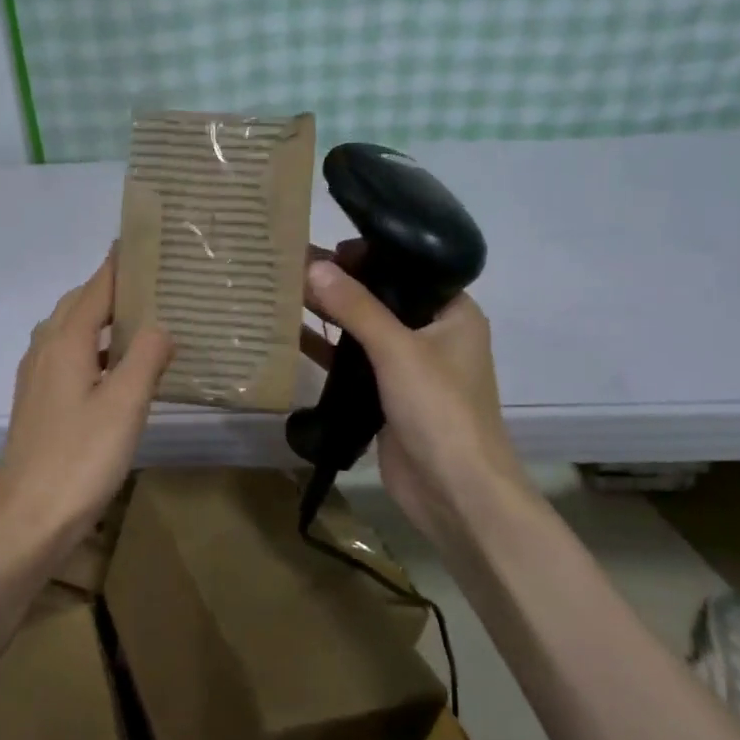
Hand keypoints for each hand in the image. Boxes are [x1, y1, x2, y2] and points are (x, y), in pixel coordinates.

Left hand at [0, 253, 172, 550]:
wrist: (26, 522)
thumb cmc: (79, 459)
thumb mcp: (125, 405)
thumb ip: (147, 358)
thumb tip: (162, 326)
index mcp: (65, 341)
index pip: (97, 286)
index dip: (120, 263)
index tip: (146, 241)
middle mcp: (45, 350)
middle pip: (80, 305)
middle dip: (114, 288)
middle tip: (156, 282)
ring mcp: (37, 379)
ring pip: (73, 333)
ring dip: (105, 321)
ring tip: (145, 320)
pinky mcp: (39, 405)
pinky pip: (70, 359)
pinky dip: (97, 351)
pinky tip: (120, 370)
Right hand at [303, 243, 534, 540]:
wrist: (455, 493)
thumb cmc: (440, 410)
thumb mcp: (398, 351)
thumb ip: (356, 308)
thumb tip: (313, 266)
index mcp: (453, 313)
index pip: (408, 268)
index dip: (368, 254)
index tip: (325, 245)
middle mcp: (433, 334)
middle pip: (382, 298)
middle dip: (340, 284)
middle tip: (292, 265)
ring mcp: (409, 368)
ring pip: (364, 331)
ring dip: (330, 316)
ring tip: (284, 292)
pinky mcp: (386, 396)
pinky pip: (353, 364)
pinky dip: (327, 351)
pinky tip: (291, 336)